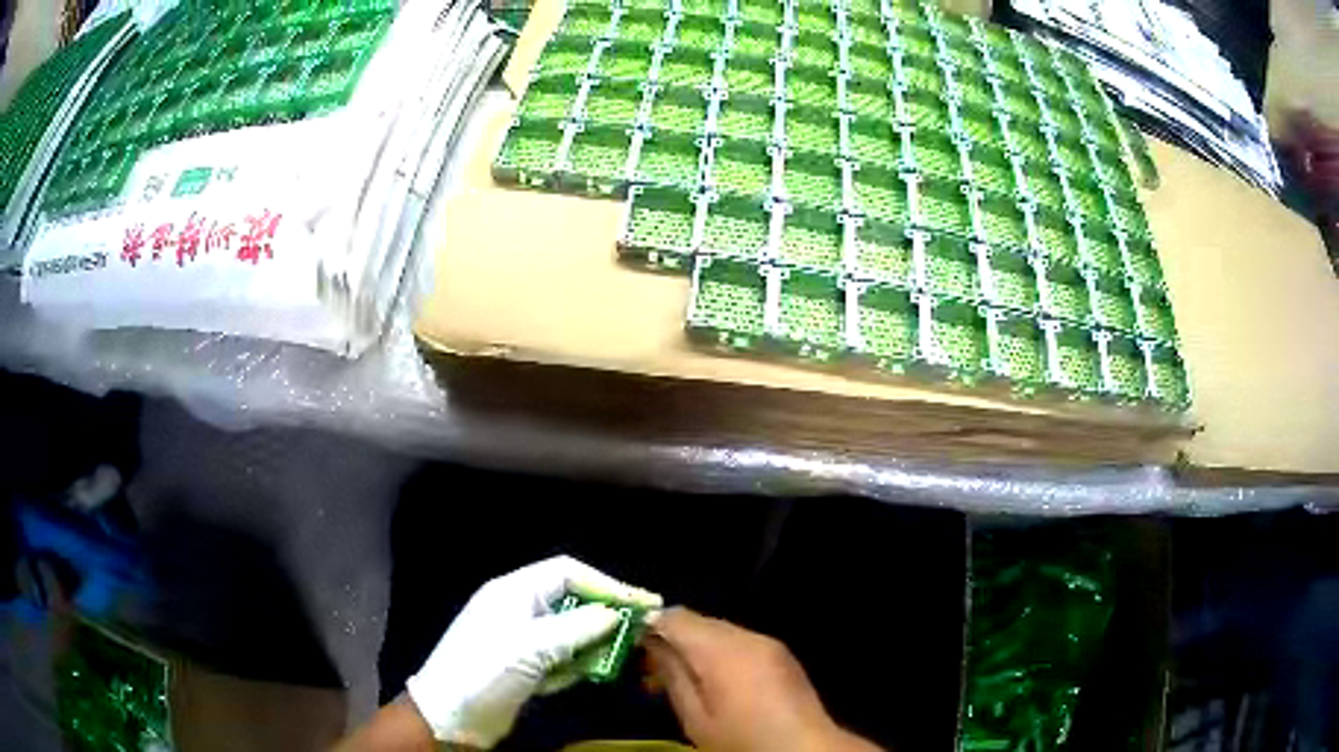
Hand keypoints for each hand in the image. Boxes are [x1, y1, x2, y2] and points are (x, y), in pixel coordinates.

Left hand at [405, 556, 660, 748]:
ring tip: (626, 652)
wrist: (449, 716)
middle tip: (643, 627)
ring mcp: (521, 640)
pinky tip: (596, 672)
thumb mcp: (532, 647)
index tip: (641, 601)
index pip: (567, 573)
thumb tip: (615, 613)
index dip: (605, 584)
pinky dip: (579, 664)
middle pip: (571, 601)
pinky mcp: (524, 667)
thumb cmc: (485, 671)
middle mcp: (519, 610)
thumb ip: (577, 628)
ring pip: (570, 632)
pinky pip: (561, 658)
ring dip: (596, 642)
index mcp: (514, 592)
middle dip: (605, 614)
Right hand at [644, 608, 881, 751]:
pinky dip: (720, 653)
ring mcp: (768, 643)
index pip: (674, 616)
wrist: (805, 749)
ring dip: (696, 647)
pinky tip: (715, 682)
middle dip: (672, 639)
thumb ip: (672, 675)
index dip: (648, 627)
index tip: (631, 649)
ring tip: (681, 679)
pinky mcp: (781, 654)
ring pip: (719, 631)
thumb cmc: (742, 740)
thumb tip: (651, 643)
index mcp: (721, 648)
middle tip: (650, 670)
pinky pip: (740, 642)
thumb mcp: (695, 717)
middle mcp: (747, 635)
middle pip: (698, 621)